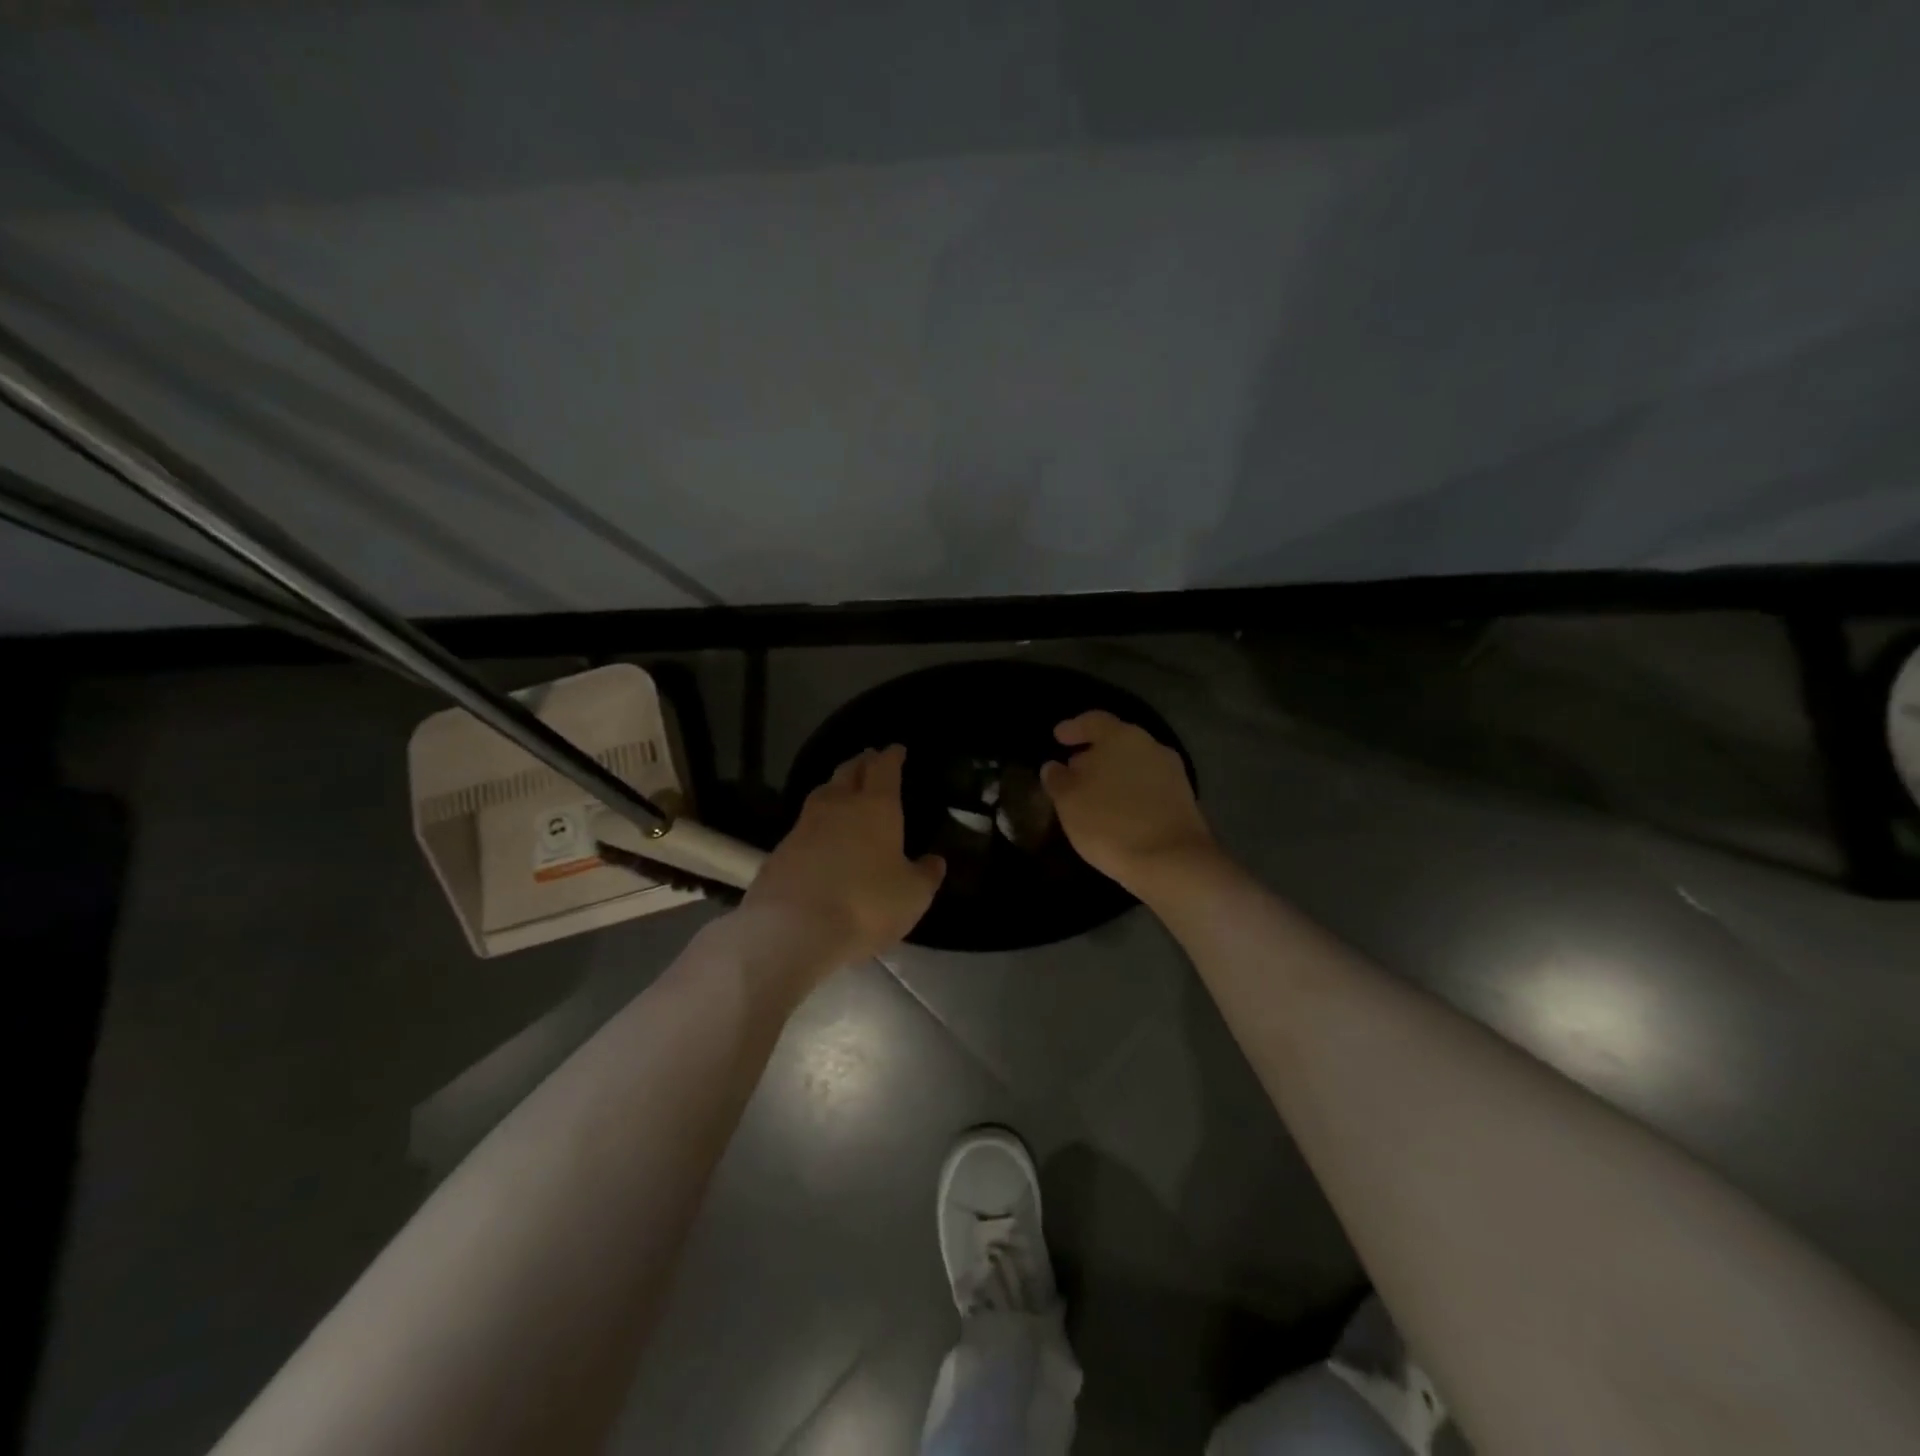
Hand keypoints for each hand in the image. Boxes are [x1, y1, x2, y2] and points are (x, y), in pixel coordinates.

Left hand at [742, 744, 945, 971]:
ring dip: (835, 787)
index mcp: (876, 807)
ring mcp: (804, 826)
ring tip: (844, 790)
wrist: (793, 930)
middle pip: (848, 772)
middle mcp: (838, 806)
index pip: (884, 769)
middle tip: (870, 758)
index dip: (892, 757)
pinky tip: (821, 836)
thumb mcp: (912, 896)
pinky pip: (804, 825)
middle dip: (862, 762)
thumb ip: (925, 875)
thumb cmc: (866, 905)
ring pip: (822, 794)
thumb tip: (935, 861)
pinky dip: (817, 823)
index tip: (896, 749)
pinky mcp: (780, 850)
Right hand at [1041, 711, 1213, 894]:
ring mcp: (1172, 772)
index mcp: (1121, 736)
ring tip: (1094, 795)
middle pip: (1117, 741)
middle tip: (1073, 770)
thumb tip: (1053, 767)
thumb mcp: (1069, 803)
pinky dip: (1131, 791)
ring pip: (1134, 764)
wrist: (1172, 862)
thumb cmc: (1110, 823)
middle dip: (1094, 753)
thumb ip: (1058, 780)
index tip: (1058, 737)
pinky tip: (1118, 811)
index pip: (1094, 720)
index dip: (1074, 728)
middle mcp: (1150, 745)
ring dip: (1114, 774)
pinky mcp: (1183, 799)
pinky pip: (1149, 786)